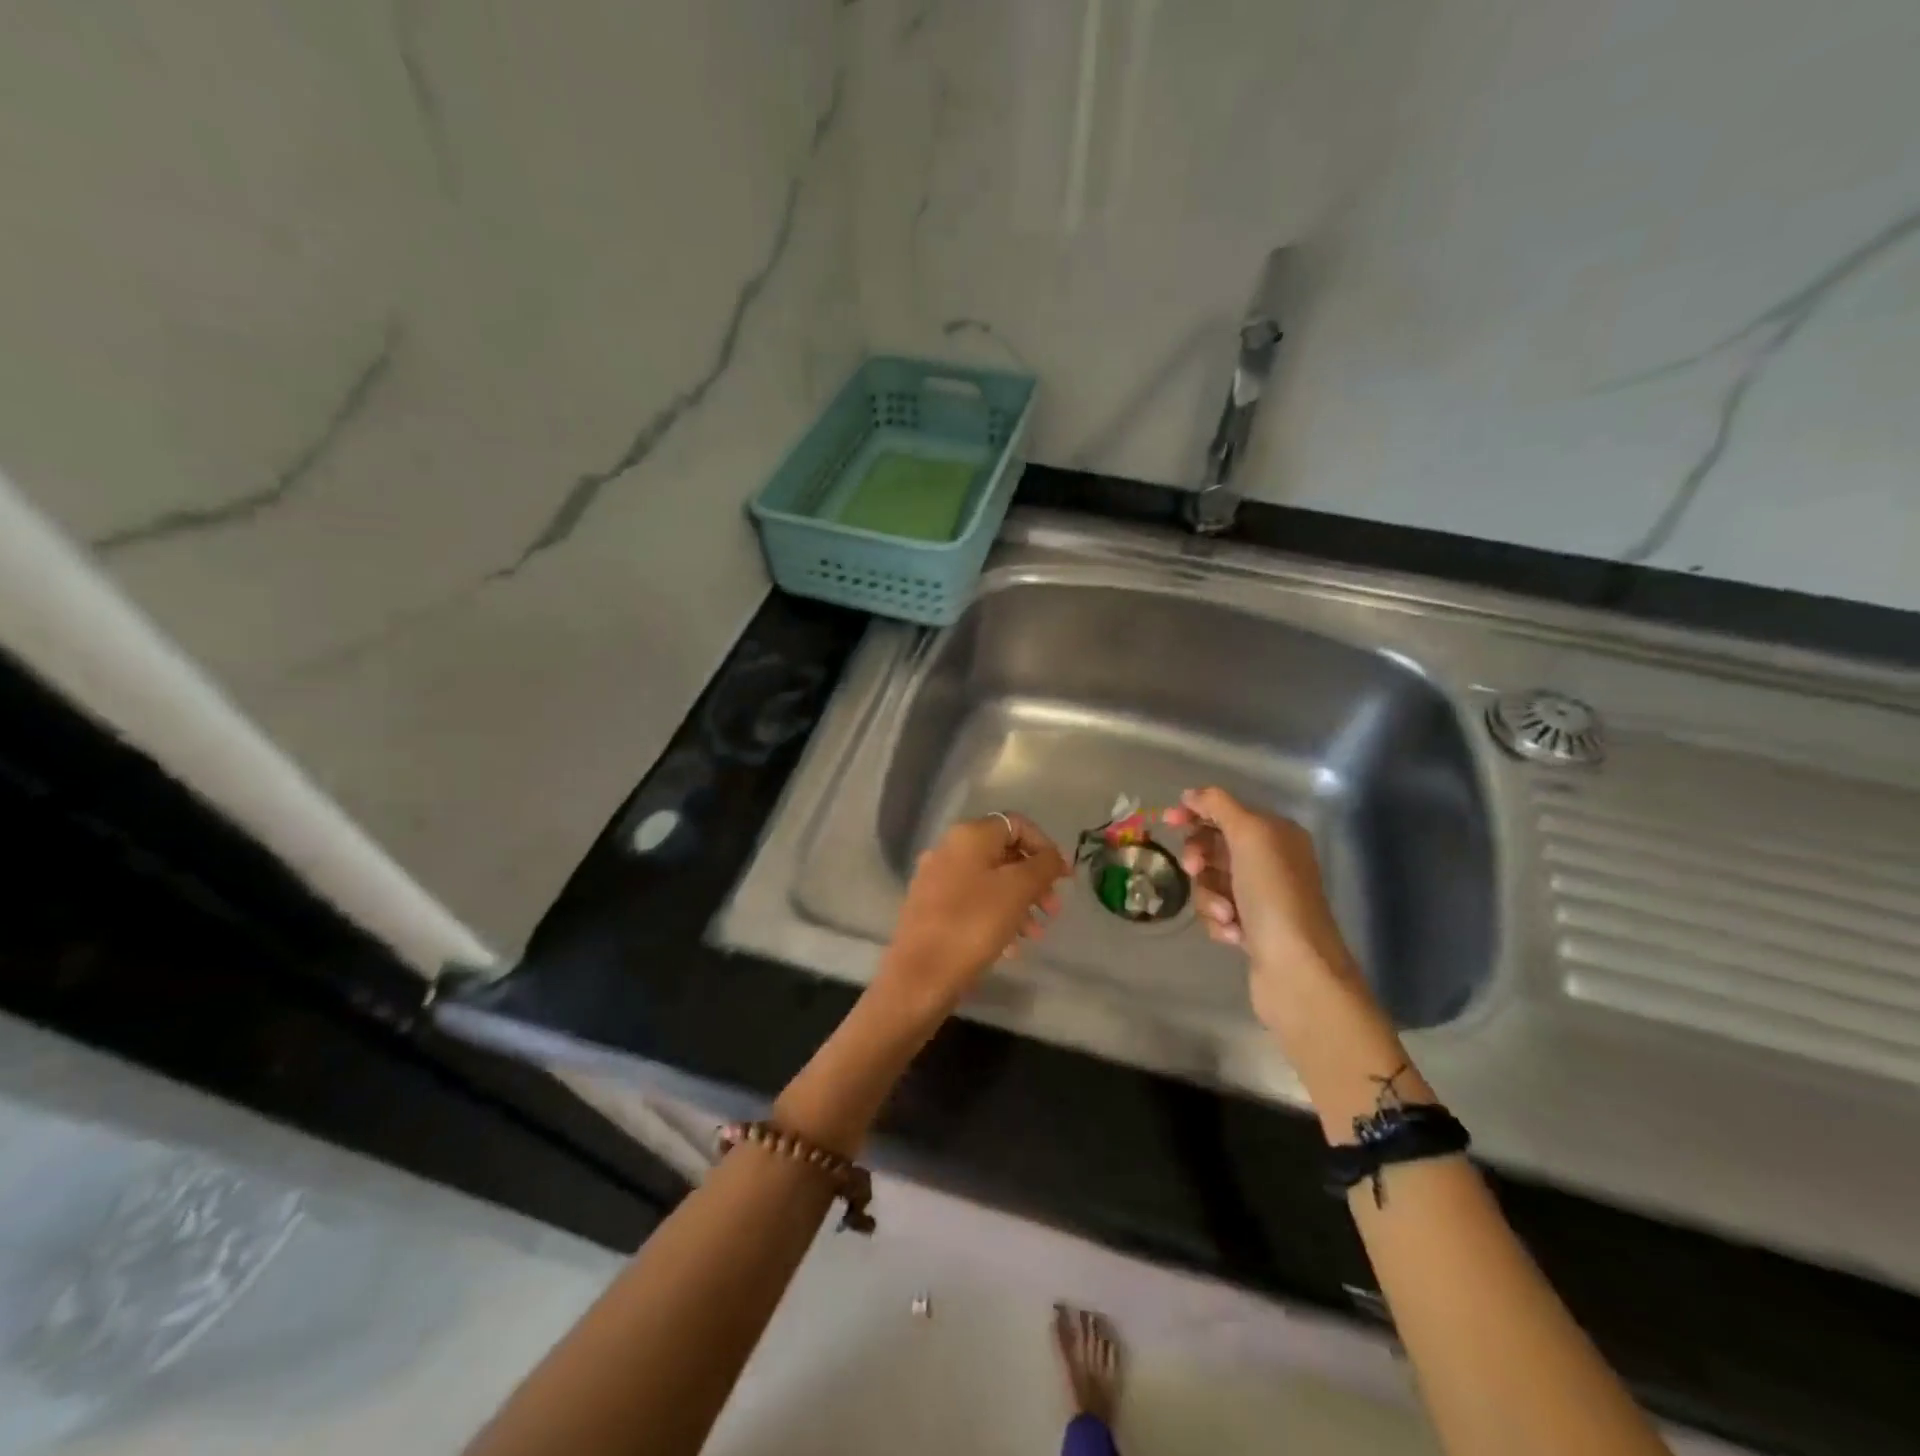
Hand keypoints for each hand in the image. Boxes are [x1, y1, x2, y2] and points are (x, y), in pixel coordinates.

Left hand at [878, 813, 1068, 1023]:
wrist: (920, 976)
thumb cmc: (974, 924)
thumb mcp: (1018, 890)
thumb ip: (1043, 866)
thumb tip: (1053, 856)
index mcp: (968, 836)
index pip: (1017, 825)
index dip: (1045, 847)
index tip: (1064, 878)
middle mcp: (948, 849)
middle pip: (1004, 854)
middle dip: (1034, 880)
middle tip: (1053, 910)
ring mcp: (936, 879)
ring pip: (989, 881)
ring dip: (1019, 902)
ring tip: (1035, 934)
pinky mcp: (930, 908)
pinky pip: (972, 902)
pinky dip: (996, 916)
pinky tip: (1010, 947)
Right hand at [1163, 786, 1370, 1035]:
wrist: (1296, 968)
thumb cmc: (1273, 894)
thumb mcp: (1249, 835)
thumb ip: (1219, 806)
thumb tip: (1192, 793)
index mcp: (1277, 834)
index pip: (1227, 811)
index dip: (1196, 812)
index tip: (1168, 821)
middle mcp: (1272, 861)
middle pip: (1215, 846)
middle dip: (1199, 857)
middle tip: (1194, 869)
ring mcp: (1261, 897)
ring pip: (1210, 882)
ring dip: (1208, 896)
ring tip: (1224, 914)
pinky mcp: (1251, 928)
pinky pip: (1216, 912)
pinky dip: (1218, 920)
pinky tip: (1233, 933)